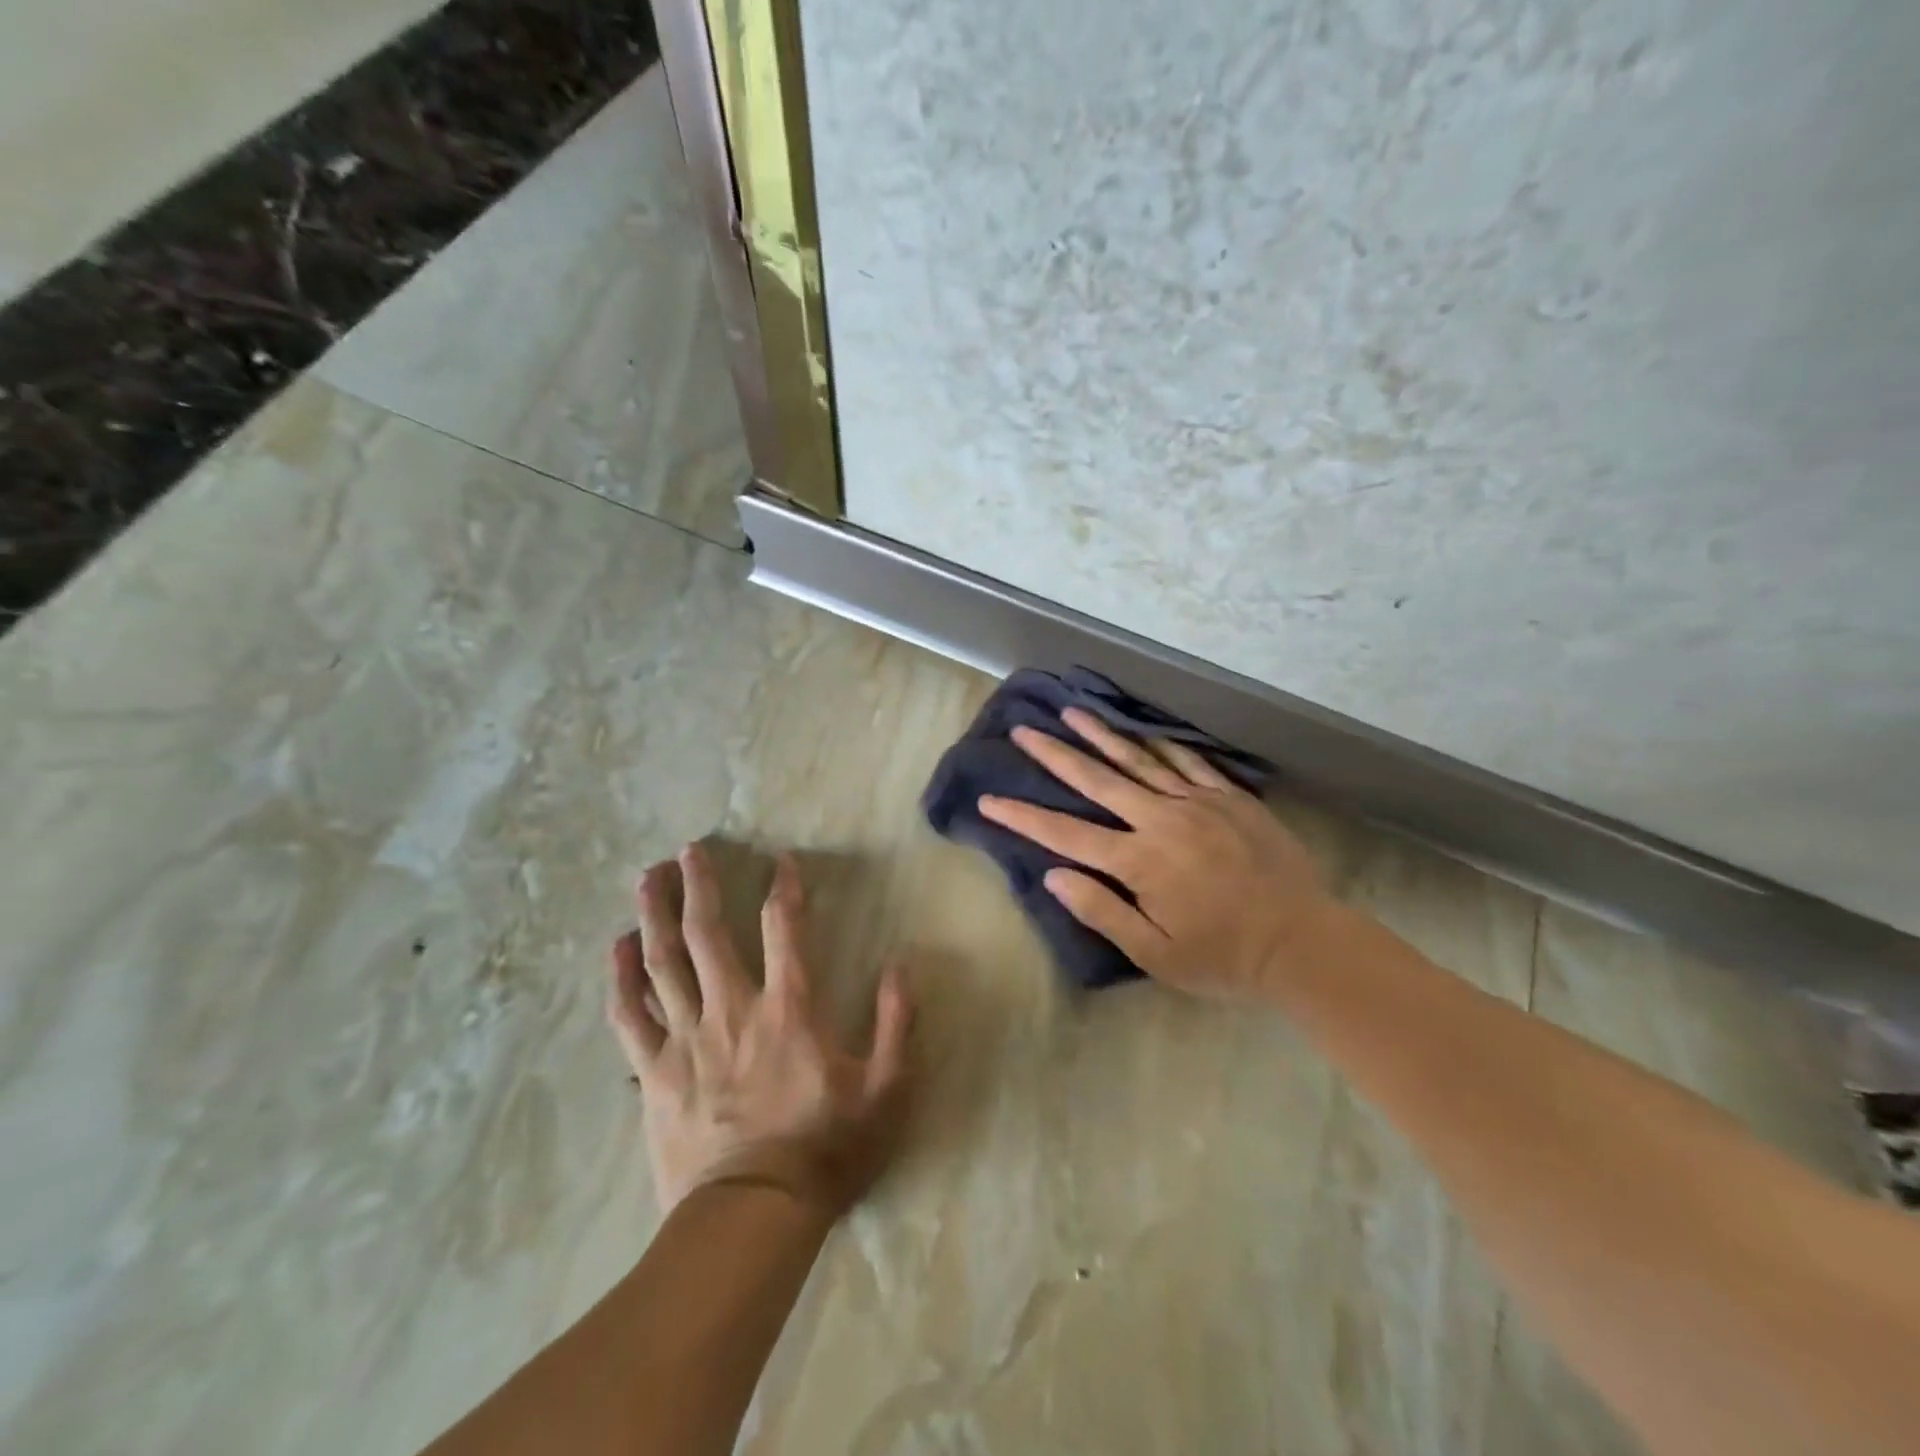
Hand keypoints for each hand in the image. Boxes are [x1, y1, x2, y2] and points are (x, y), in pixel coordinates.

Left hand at [607, 843, 912, 1219]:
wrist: (753, 1219)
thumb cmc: (825, 1150)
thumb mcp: (884, 1089)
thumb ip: (896, 1023)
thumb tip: (900, 966)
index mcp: (789, 1009)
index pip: (786, 929)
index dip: (785, 888)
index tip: (782, 860)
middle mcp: (733, 1010)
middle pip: (708, 934)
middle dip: (699, 886)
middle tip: (688, 850)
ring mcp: (687, 1040)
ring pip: (664, 964)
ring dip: (655, 916)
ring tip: (647, 877)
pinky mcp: (656, 1073)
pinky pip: (630, 1017)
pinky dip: (621, 979)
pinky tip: (616, 948)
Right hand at [978, 708, 1339, 1001]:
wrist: (1303, 942)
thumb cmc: (1223, 957)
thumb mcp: (1155, 954)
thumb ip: (1102, 912)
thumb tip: (1054, 875)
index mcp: (1139, 862)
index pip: (1066, 834)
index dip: (1024, 816)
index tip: (991, 799)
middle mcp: (1162, 821)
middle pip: (1097, 781)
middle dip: (1056, 755)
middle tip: (1024, 731)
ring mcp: (1198, 803)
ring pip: (1139, 761)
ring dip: (1101, 735)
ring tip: (1071, 712)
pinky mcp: (1229, 798)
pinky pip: (1188, 763)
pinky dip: (1161, 744)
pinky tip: (1141, 730)